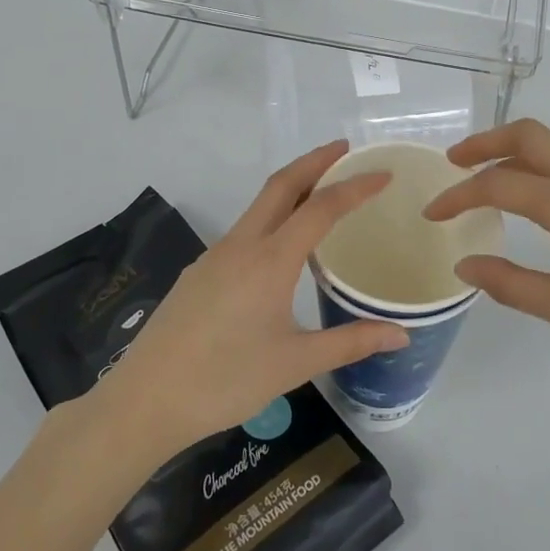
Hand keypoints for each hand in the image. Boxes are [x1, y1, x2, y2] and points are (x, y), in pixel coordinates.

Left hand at [92, 141, 409, 455]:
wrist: (146, 400)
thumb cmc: (226, 381)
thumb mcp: (296, 363)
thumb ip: (351, 342)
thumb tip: (402, 335)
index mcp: (270, 260)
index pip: (321, 208)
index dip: (355, 187)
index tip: (382, 173)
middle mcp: (241, 245)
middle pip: (281, 185)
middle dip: (315, 161)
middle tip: (346, 151)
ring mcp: (215, 255)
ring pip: (259, 206)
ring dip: (292, 188)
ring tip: (322, 193)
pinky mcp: (200, 272)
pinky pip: (244, 230)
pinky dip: (271, 217)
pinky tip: (281, 247)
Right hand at [421, 119, 549, 370]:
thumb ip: (512, 284)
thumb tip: (465, 264)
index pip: (497, 184)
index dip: (458, 195)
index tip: (432, 214)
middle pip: (526, 135)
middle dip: (483, 142)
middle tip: (452, 164)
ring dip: (510, 152)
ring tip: (484, 180)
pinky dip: (536, 165)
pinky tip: (533, 200)